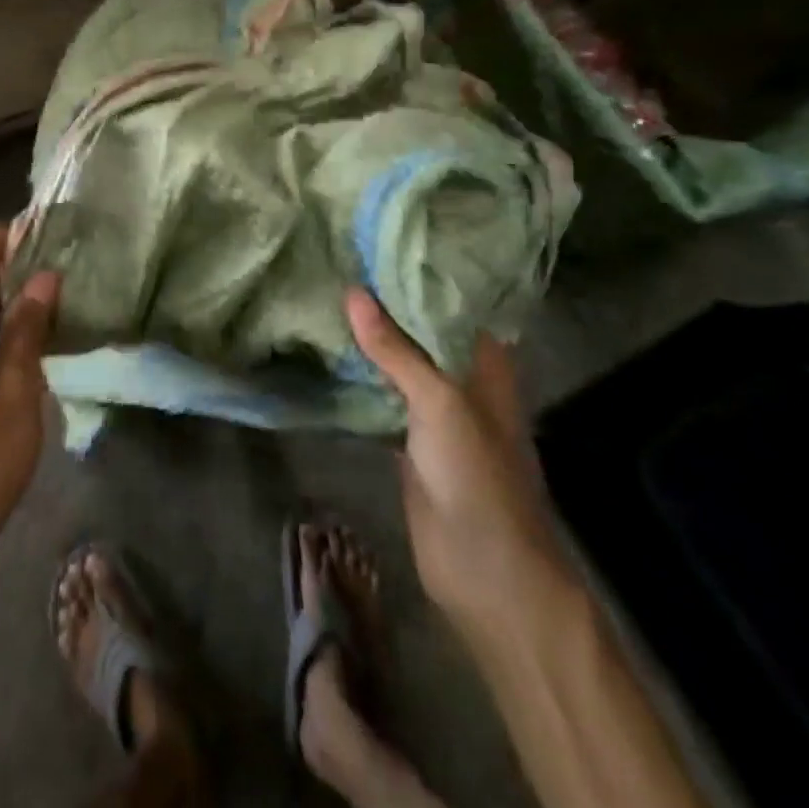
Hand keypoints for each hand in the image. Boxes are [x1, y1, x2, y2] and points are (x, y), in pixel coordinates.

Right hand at [346, 289, 568, 631]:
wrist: (484, 571)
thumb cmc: (477, 476)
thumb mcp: (440, 402)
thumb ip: (396, 349)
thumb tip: (352, 291)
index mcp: (483, 359)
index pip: (450, 298)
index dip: (418, 268)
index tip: (375, 236)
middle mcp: (459, 374)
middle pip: (418, 326)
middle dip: (383, 298)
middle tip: (337, 256)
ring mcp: (432, 406)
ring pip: (396, 358)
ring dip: (367, 334)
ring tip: (324, 288)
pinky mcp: (407, 434)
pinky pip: (379, 392)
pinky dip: (357, 372)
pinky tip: (325, 346)